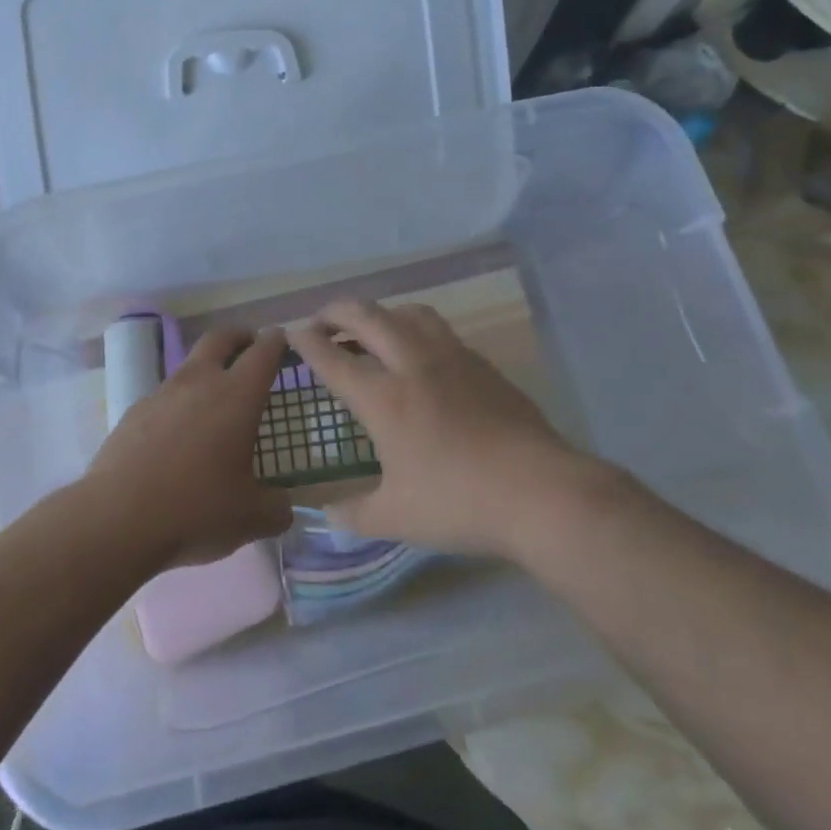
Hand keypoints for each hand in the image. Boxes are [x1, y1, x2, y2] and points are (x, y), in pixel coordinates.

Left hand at [83, 327, 294, 571]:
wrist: (117, 517)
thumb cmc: (196, 508)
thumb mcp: (249, 517)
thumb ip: (275, 509)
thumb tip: (284, 508)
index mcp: (237, 395)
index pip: (263, 352)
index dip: (276, 342)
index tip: (282, 340)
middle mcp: (200, 382)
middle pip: (220, 338)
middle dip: (238, 336)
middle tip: (249, 346)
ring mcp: (162, 393)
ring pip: (189, 365)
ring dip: (206, 369)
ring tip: (215, 399)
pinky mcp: (134, 411)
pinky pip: (164, 396)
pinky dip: (179, 403)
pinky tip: (178, 435)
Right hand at [289, 299, 600, 557]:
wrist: (538, 490)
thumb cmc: (459, 503)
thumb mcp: (397, 518)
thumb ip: (354, 514)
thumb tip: (325, 515)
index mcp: (385, 398)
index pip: (334, 359)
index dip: (308, 342)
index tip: (292, 332)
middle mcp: (413, 364)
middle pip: (367, 317)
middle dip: (337, 311)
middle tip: (321, 319)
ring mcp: (451, 357)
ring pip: (408, 313)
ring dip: (381, 312)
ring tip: (371, 328)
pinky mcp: (481, 363)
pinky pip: (439, 330)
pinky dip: (415, 328)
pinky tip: (420, 353)